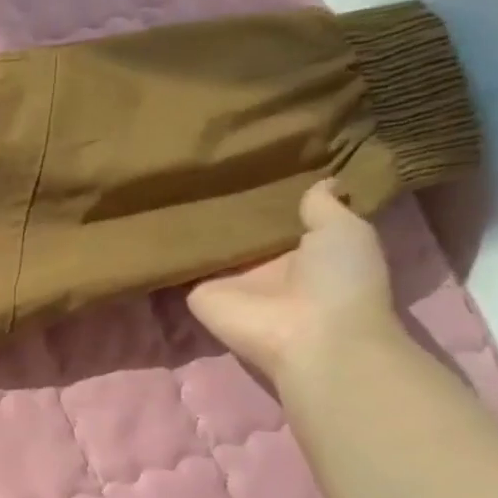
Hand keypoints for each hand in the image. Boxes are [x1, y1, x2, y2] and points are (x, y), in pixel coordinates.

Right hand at [185, 181, 399, 387]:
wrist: (309, 335)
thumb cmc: (339, 281)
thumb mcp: (346, 230)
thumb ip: (324, 206)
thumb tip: (322, 180)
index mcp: (299, 250)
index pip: (276, 217)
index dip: (266, 193)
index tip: (248, 162)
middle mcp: (260, 265)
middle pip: (236, 230)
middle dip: (224, 205)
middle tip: (203, 169)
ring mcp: (227, 280)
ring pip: (205, 246)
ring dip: (191, 224)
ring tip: (167, 185)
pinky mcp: (198, 294)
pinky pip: (178, 267)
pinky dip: (165, 250)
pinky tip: (151, 219)